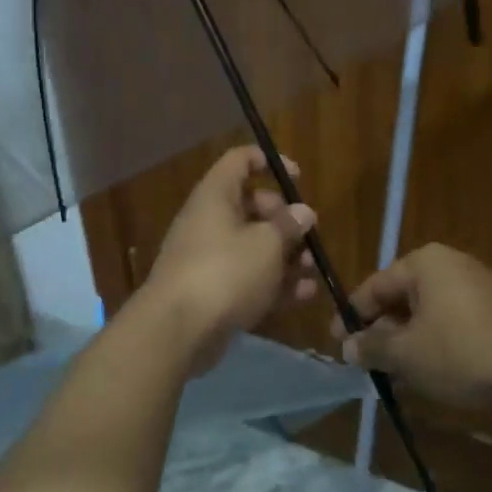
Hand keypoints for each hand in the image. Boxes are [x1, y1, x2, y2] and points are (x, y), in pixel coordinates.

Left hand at [145, 147, 318, 347]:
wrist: (178, 330)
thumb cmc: (225, 271)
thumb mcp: (266, 244)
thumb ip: (288, 226)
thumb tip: (302, 211)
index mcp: (215, 196)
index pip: (239, 161)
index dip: (268, 162)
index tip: (297, 177)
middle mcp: (208, 221)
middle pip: (250, 206)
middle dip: (283, 218)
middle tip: (308, 232)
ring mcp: (208, 258)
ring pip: (252, 246)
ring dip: (285, 255)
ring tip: (313, 267)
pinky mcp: (212, 292)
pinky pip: (248, 278)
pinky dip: (274, 283)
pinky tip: (305, 294)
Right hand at [337, 243, 491, 408]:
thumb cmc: (463, 351)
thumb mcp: (407, 354)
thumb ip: (372, 348)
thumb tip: (347, 347)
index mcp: (424, 264)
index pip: (375, 286)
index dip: (352, 315)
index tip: (337, 342)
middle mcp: (453, 266)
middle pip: (404, 299)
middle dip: (383, 332)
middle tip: (367, 362)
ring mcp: (482, 288)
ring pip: (431, 315)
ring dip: (411, 343)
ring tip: (397, 375)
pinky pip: (457, 326)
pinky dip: (439, 347)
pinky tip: (434, 376)